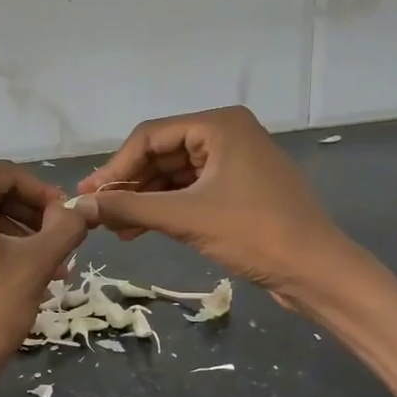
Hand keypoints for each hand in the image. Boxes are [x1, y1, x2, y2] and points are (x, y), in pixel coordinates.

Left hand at [0, 162, 85, 396]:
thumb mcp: (34, 265)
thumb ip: (64, 228)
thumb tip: (83, 209)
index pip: (7, 175)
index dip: (45, 195)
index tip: (70, 222)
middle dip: (31, 221)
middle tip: (62, 249)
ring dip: (14, 238)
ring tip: (48, 270)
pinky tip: (17, 277)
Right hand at [74, 106, 354, 305]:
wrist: (316, 270)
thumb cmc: (254, 234)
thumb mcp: (186, 218)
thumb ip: (130, 208)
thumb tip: (80, 205)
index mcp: (219, 125)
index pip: (150, 136)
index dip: (115, 167)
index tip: (88, 196)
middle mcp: (226, 134)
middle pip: (161, 154)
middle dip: (129, 185)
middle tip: (98, 214)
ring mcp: (234, 162)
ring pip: (173, 175)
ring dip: (144, 200)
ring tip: (114, 228)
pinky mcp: (238, 189)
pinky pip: (190, 191)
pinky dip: (165, 209)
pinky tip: (139, 229)